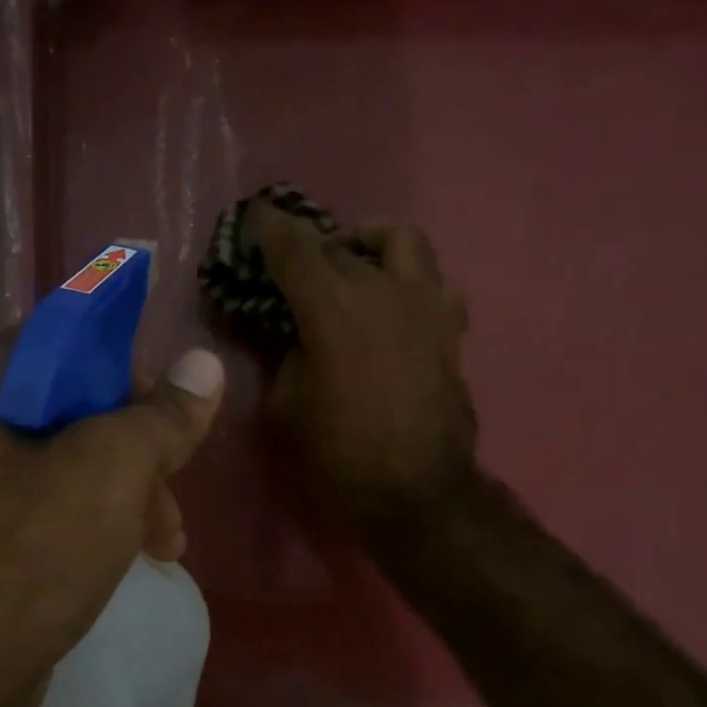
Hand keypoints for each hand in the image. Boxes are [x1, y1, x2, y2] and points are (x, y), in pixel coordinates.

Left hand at [0, 333, 224, 706]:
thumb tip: (204, 363)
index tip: (170, 409)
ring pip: (70, 462)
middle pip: (74, 407)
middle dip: (138, 450)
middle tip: (174, 489)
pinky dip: (97, 522)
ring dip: (128, 493)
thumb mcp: (111, 472)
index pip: (67, 340)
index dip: (128, 367)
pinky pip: (51, 506)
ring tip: (168, 542)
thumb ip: (161, 416)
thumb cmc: (28, 556)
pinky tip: (135, 556)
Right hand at [251, 199, 477, 532]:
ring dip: (369, 242)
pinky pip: (432, 279)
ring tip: (353, 263)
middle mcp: (382, 287)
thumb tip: (293, 332)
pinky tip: (392, 302)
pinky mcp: (450, 326)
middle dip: (310, 244)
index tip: (256, 215)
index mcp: (332, 305)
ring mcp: (424, 302)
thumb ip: (284, 354)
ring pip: (400, 240)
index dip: (269, 226)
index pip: (294, 245)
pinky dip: (407, 278)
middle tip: (292, 260)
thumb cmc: (338, 453)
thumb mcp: (285, 404)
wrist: (415, 491)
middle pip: (341, 242)